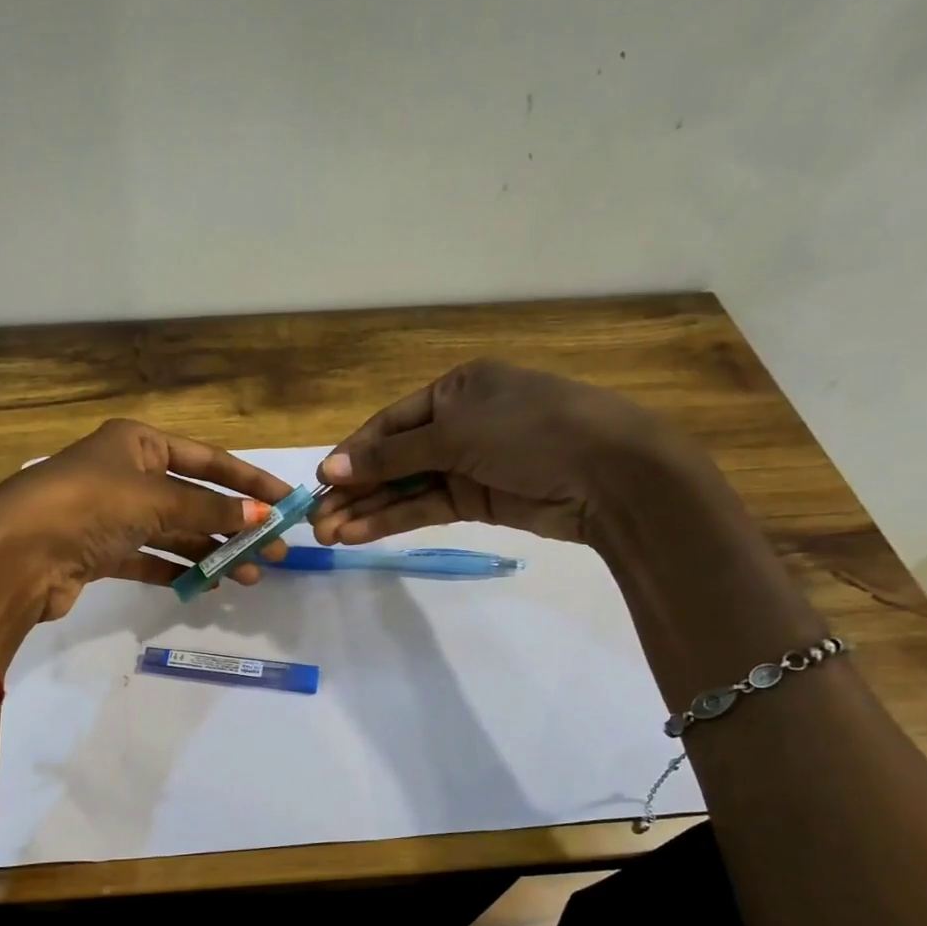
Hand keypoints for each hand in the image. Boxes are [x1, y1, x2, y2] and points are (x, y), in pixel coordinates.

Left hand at [0, 419, 293, 667]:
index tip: (288, 502)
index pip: (207, 459)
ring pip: (174, 531)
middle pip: (193, 497)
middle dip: (236, 524)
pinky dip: (178, 570)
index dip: (250, 480)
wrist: (15, 555)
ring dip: (212, 552)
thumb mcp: (156, 498)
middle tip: (276, 554)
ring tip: (250, 576)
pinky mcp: (100, 553)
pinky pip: (150, 558)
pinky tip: (208, 585)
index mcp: (137, 443)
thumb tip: (262, 516)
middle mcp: (125, 473)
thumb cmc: (88, 505)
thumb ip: (210, 508)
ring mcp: (111, 514)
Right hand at [309, 360, 690, 547]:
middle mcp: (458, 424)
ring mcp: (468, 464)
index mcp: (455, 390)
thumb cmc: (531, 432)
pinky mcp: (477, 500)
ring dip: (366, 510)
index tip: (318, 483)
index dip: (352, 454)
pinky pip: (424, 508)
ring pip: (404, 488)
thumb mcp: (456, 434)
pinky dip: (393, 521)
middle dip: (353, 489)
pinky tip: (359, 535)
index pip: (389, 424)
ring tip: (327, 534)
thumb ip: (391, 455)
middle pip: (392, 459)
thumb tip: (329, 469)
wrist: (611, 475)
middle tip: (315, 521)